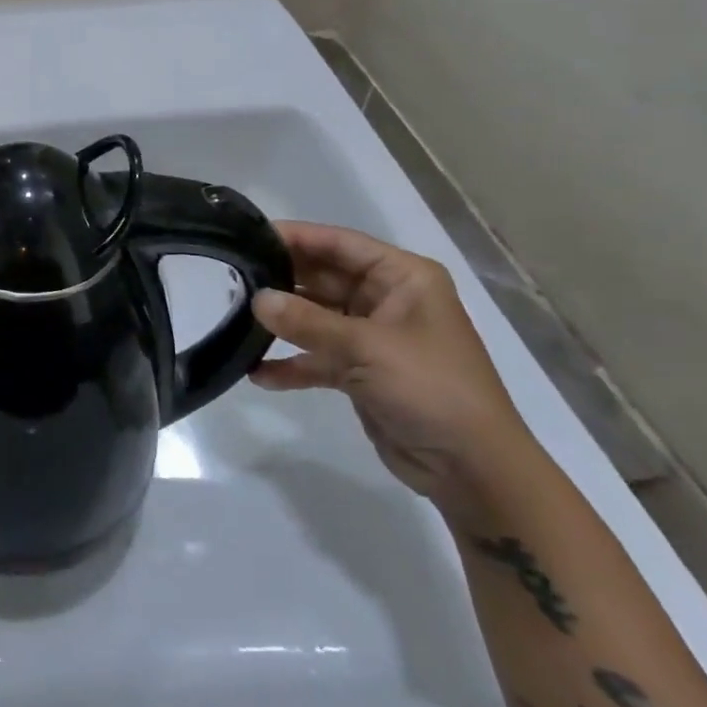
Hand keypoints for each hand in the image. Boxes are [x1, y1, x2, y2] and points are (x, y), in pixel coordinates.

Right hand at [250, 223, 535, 525]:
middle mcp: (387, 299)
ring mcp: (373, 337)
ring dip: (283, 323)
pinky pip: (319, 357)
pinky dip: (293, 364)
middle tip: (232, 277)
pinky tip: (258, 373)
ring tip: (237, 318)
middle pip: (323, 278)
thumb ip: (307, 322)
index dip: (296, 237)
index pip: (339, 244)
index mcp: (402, 278)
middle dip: (282, 280)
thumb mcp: (366, 347)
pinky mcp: (362, 373)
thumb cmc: (431, 388)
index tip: (249, 236)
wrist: (474, 470)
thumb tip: (256, 299)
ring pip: (317, 317)